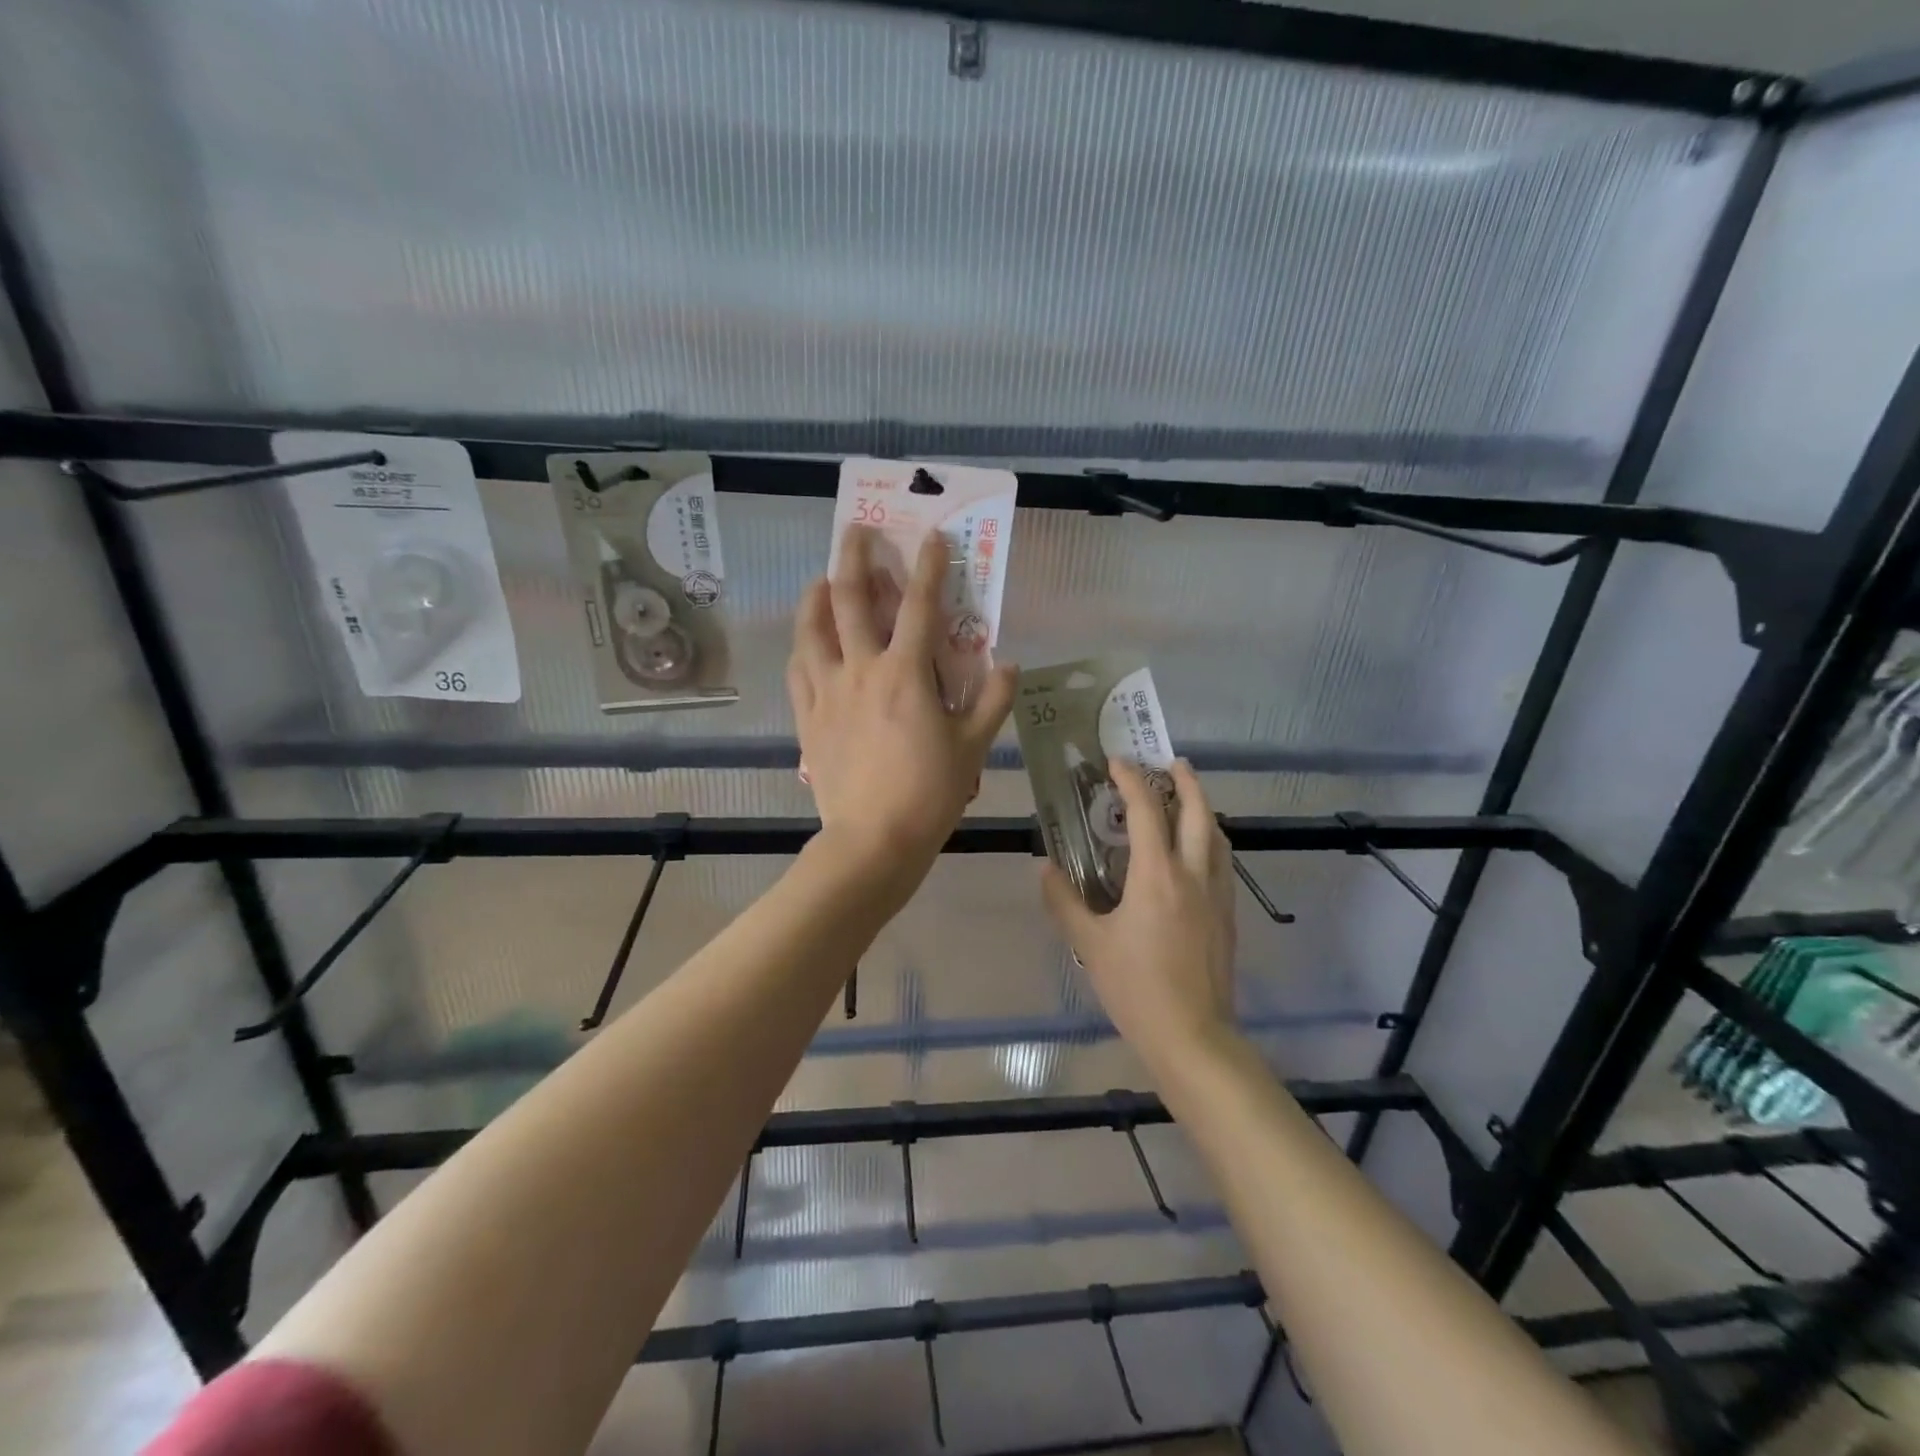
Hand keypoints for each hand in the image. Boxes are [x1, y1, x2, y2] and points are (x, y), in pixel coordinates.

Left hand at [789, 526, 1015, 880]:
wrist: (873, 840)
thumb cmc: (929, 793)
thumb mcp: (973, 747)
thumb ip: (992, 701)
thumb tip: (1008, 664)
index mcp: (906, 674)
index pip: (921, 606)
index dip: (929, 567)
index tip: (932, 537)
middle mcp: (862, 670)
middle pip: (852, 600)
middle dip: (855, 558)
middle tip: (857, 531)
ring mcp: (827, 692)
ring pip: (812, 629)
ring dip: (816, 597)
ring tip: (821, 580)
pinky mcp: (808, 717)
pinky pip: (798, 671)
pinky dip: (803, 648)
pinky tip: (807, 642)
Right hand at [1040, 760, 1237, 1071]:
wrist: (1192, 1036)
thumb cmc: (1136, 987)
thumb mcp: (1089, 944)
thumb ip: (1064, 902)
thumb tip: (1046, 869)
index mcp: (1157, 875)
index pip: (1147, 810)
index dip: (1132, 780)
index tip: (1116, 762)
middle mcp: (1194, 874)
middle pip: (1198, 812)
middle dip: (1186, 781)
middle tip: (1171, 764)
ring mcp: (1217, 895)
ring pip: (1217, 836)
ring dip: (1202, 809)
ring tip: (1185, 801)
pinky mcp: (1228, 916)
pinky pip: (1222, 862)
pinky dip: (1210, 841)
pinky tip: (1196, 854)